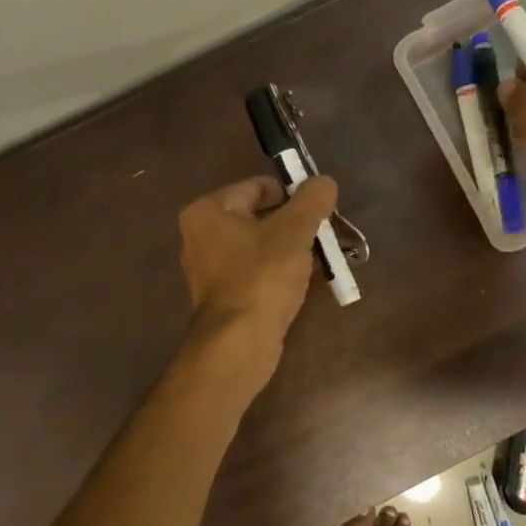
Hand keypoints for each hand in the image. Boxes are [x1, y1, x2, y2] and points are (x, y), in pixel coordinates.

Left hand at [177, 173, 337, 384]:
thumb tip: (324, 181)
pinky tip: (302, 280)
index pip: (257, 187)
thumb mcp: (293, 232)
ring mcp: (209, 269)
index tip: (319, 207)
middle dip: (293, 223)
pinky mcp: (223, 297)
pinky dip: (278, 271)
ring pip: (258, 245)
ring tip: (319, 256)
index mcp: (208, 211)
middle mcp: (200, 236)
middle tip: (323, 232)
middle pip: (257, 216)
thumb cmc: (261, 278)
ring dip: (288, 248)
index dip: (292, 192)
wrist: (238, 344)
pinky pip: (255, 271)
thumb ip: (311, 201)